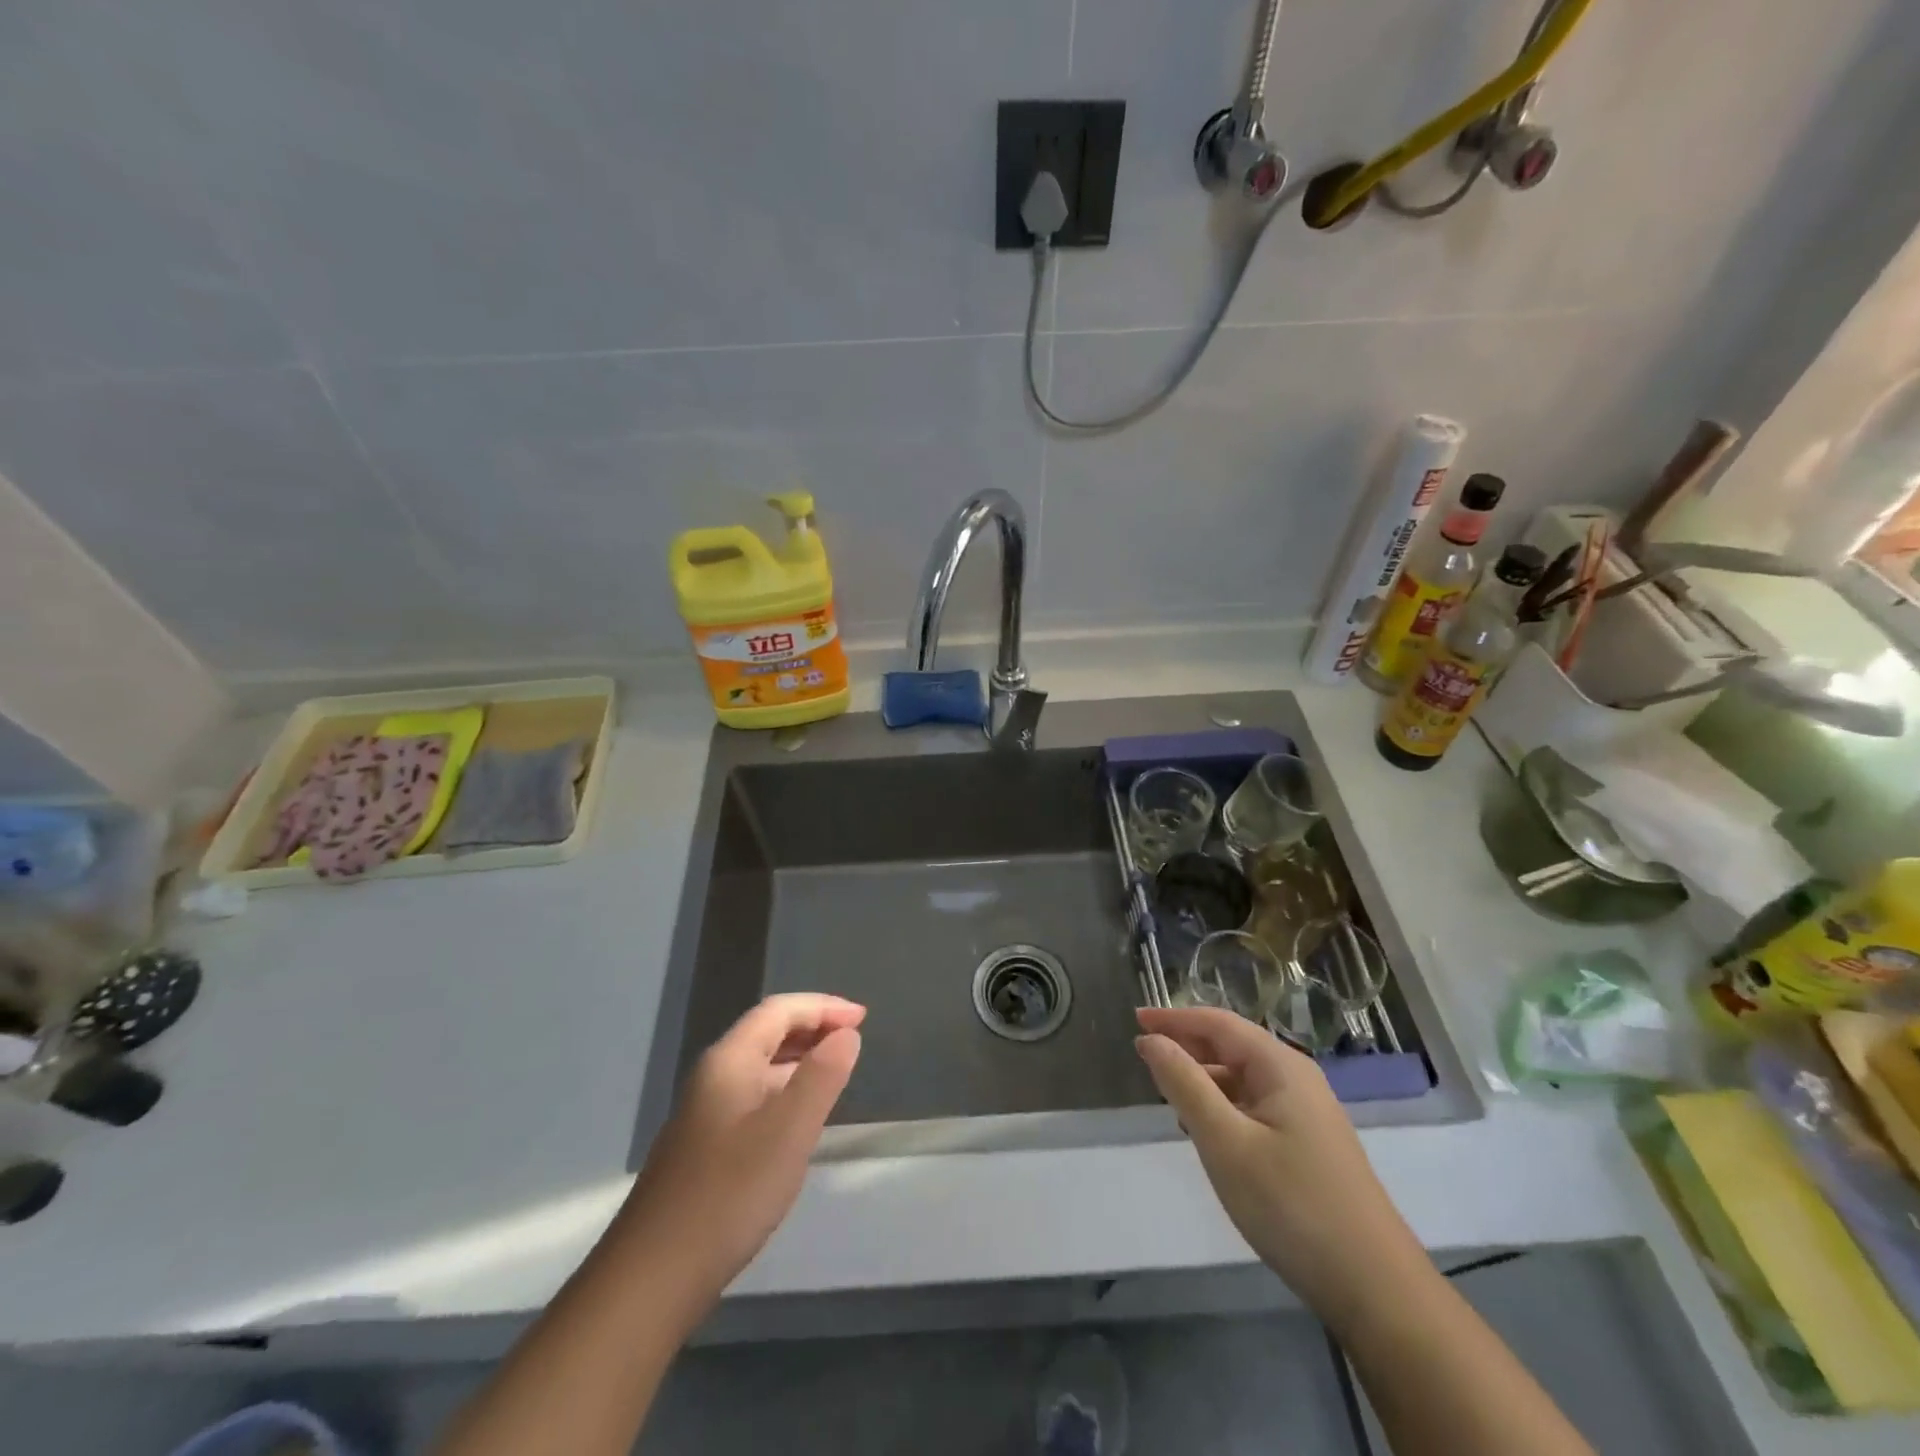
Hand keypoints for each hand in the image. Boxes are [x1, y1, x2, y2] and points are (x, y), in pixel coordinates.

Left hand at [618, 994, 863, 1318]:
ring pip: (760, 1067)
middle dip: (812, 1028)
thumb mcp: (789, 1130)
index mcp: (729, 1061)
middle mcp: (713, 1077)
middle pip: (767, 1032)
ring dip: (800, 1060)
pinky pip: (753, 1097)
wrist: (654, 1276)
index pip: (779, 1010)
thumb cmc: (730, 1193)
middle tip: (854, 1040)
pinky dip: (785, 1091)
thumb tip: (846, 1034)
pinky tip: (801, 1119)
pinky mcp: (704, 1147)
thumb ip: (822, 1076)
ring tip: (837, 1073)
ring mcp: (704, 1113)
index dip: (823, 1006)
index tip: (863, 1018)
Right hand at [1134, 1006, 1425, 1324]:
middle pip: (1232, 1044)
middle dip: (1187, 1043)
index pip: (1218, 1023)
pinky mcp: (1309, 1144)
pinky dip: (1222, 1103)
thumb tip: (1151, 1040)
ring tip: (1165, 1090)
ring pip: (1243, 1077)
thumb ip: (1185, 1084)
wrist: (1375, 1288)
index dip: (1174, 1018)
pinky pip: (1255, 1104)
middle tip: (1143, 1051)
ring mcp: (1307, 1112)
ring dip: (1203, 1075)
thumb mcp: (1225, 1142)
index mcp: (1280, 1066)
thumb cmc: (1291, 1205)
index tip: (1134, 1019)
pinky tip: (1204, 1128)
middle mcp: (1296, 1078)